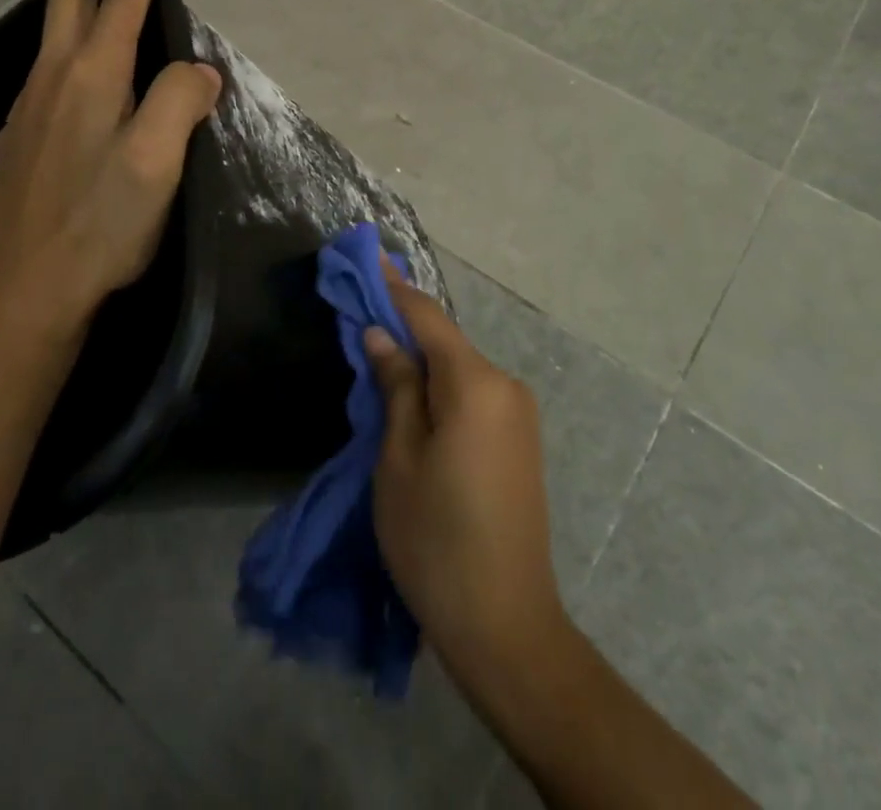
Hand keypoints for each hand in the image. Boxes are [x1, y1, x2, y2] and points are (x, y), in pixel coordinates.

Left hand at [0, 0, 220, 334]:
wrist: (28, 283)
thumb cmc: (103, 221)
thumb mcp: (158, 161)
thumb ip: (180, 100)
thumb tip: (197, 71)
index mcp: (91, 75)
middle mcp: (52, 76)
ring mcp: (28, 104)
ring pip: (50, 28)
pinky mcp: (18, 133)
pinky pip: (44, 62)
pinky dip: (66, 35)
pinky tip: (77, 60)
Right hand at [364, 268, 567, 688]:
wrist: (506, 625)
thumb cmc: (436, 540)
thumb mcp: (399, 460)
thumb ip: (395, 387)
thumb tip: (381, 335)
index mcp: (476, 383)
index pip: (427, 317)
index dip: (394, 287)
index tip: (368, 255)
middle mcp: (506, 385)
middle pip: (445, 342)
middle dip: (403, 328)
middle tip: (359, 317)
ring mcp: (519, 413)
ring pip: (459, 369)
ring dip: (421, 362)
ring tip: (378, 362)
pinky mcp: (520, 440)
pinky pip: (473, 394)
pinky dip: (441, 387)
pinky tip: (414, 400)